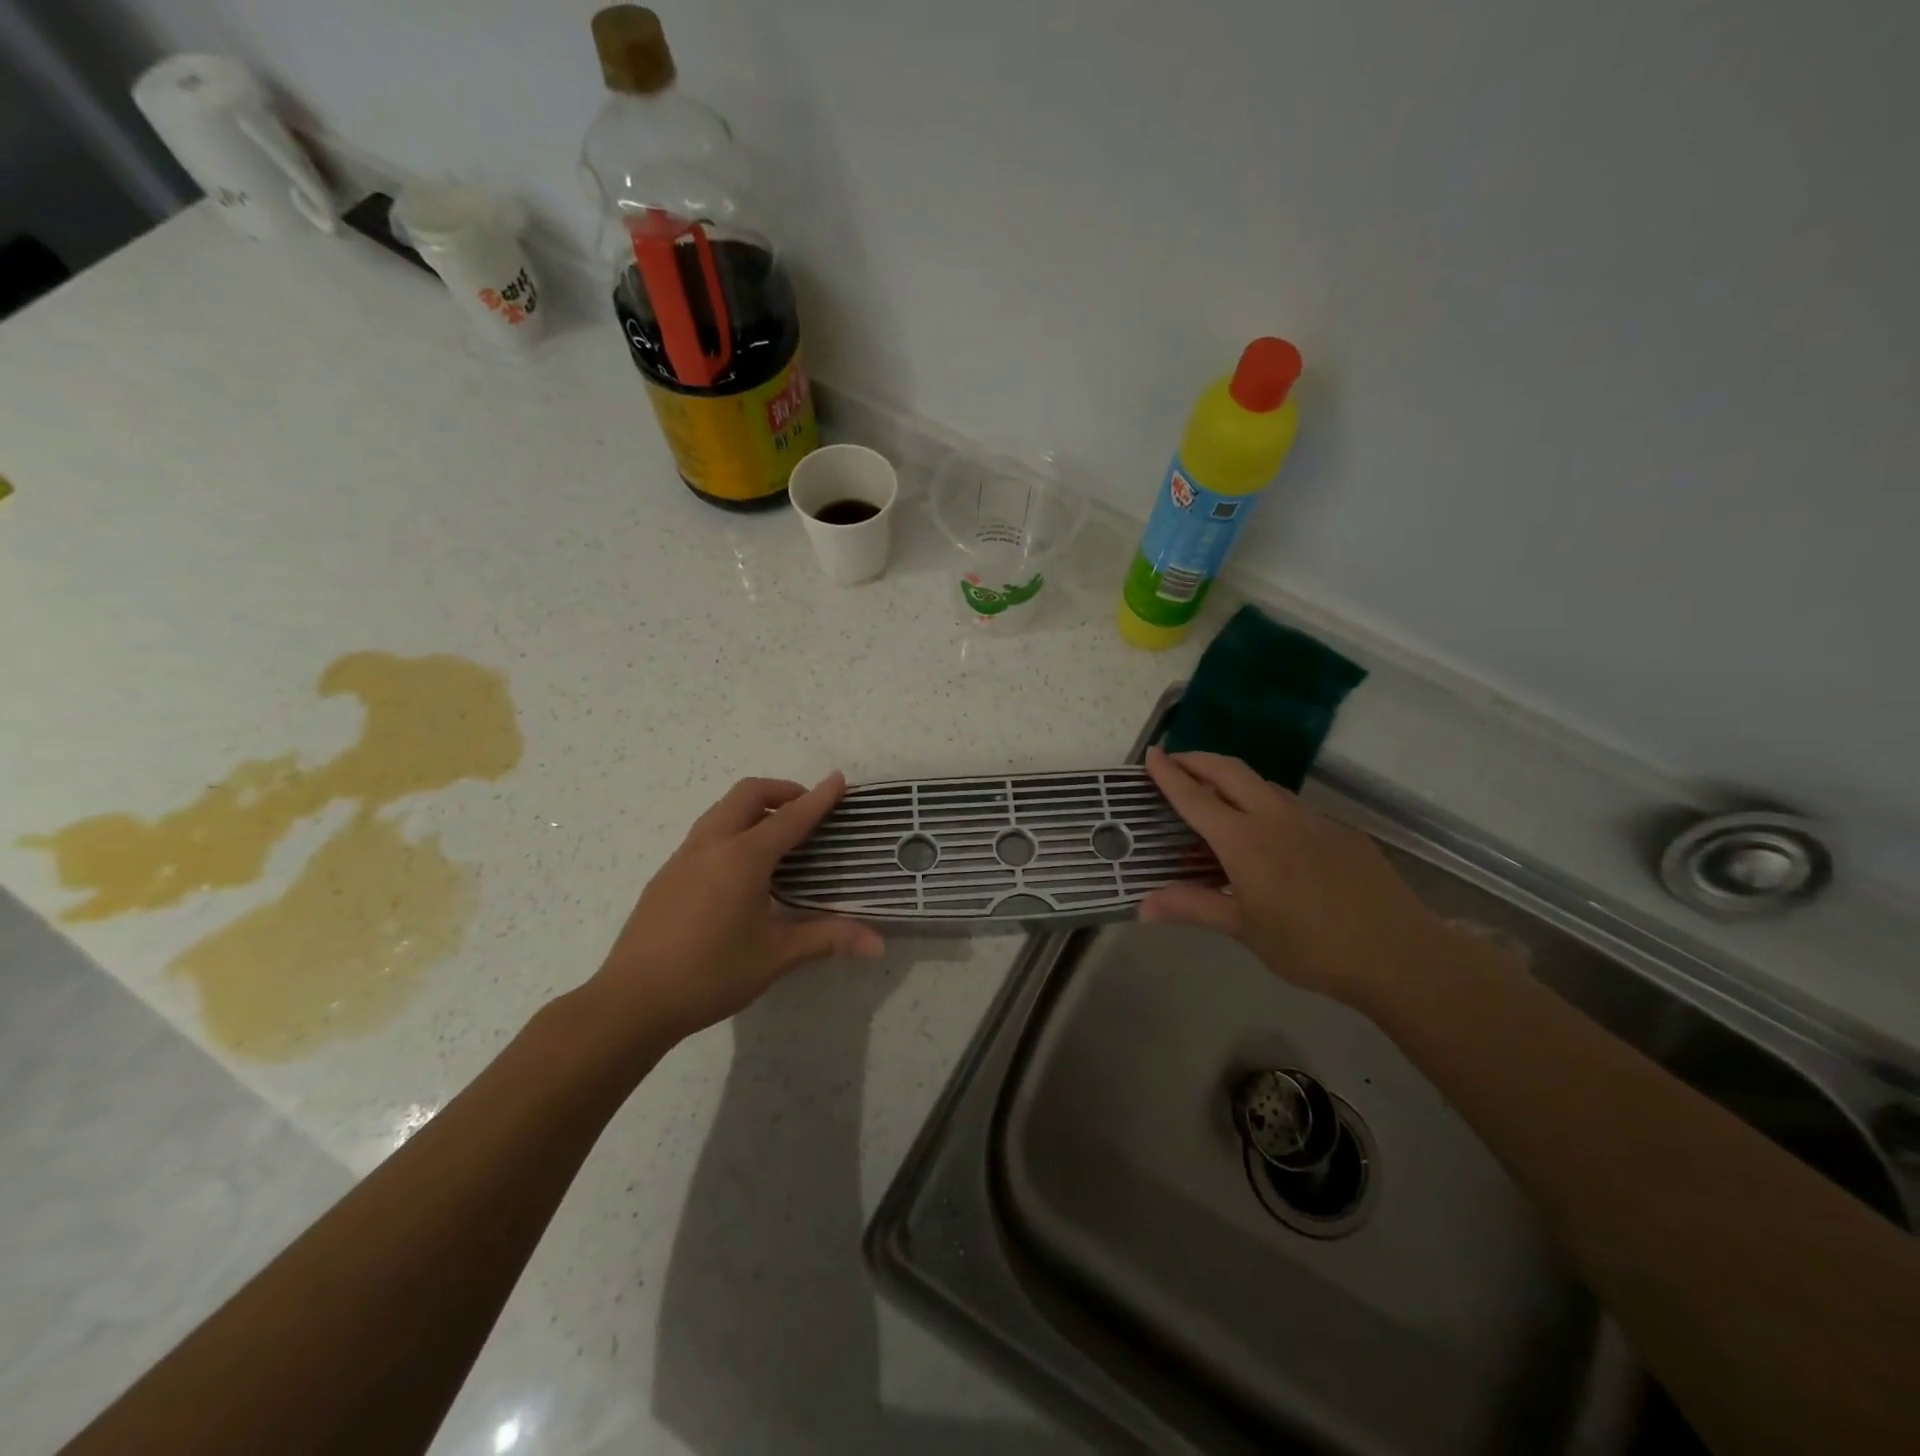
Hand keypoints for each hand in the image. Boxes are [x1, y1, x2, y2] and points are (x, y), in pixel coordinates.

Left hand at [587, 774, 884, 1045]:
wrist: (631, 1001)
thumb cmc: (710, 974)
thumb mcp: (776, 956)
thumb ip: (828, 939)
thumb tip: (878, 944)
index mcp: (742, 858)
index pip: (790, 817)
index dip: (819, 798)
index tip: (840, 779)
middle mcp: (711, 844)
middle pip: (748, 794)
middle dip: (782, 791)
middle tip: (808, 810)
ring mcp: (684, 856)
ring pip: (722, 809)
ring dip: (754, 807)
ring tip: (778, 835)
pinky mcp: (667, 874)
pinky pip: (707, 832)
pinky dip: (733, 827)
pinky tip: (741, 869)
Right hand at [1141, 748, 1473, 1009]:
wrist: (1398, 954)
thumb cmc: (1310, 947)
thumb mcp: (1244, 930)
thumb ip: (1194, 907)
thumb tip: (1143, 907)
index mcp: (1244, 841)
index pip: (1196, 797)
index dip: (1170, 774)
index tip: (1152, 754)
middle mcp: (1275, 817)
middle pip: (1230, 770)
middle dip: (1199, 760)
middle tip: (1177, 762)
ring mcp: (1312, 818)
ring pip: (1264, 784)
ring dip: (1233, 779)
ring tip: (1218, 796)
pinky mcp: (1341, 829)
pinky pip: (1293, 806)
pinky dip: (1267, 804)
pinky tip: (1271, 835)